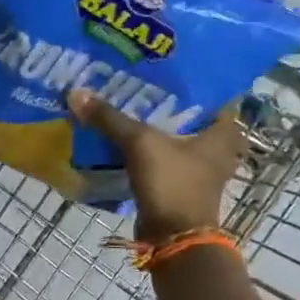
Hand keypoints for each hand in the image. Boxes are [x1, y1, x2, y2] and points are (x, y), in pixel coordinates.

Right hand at [68, 89, 246, 240]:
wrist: (173, 238)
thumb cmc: (172, 184)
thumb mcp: (140, 143)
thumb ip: (110, 118)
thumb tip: (76, 93)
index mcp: (223, 130)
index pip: (212, 90)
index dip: (188, 75)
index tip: (162, 61)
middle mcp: (217, 146)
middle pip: (187, 112)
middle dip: (161, 98)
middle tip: (134, 78)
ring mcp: (199, 167)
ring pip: (172, 134)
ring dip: (150, 122)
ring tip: (122, 101)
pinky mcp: (180, 182)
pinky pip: (160, 154)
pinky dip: (144, 146)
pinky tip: (120, 134)